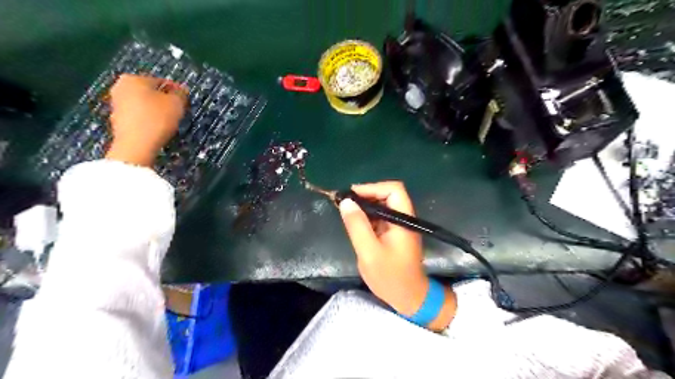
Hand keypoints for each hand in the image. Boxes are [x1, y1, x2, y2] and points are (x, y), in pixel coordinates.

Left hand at [107, 74, 187, 165]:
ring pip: (144, 103)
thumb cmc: (157, 119)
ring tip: (169, 121)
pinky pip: (138, 115)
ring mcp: (116, 103)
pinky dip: (148, 119)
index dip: (176, 92)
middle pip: (150, 92)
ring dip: (156, 110)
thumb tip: (182, 89)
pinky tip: (157, 128)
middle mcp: (120, 86)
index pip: (162, 81)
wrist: (136, 145)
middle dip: (164, 100)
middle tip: (178, 111)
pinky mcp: (117, 119)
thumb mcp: (176, 104)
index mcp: (133, 78)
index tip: (185, 102)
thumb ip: (181, 94)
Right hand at [341, 183, 455, 329]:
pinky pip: (380, 217)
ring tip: (346, 211)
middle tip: (345, 203)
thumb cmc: (390, 276)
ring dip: (365, 206)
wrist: (408, 298)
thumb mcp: (369, 252)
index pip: (393, 190)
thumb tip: (345, 202)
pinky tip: (354, 223)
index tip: (352, 195)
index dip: (372, 187)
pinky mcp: (393, 234)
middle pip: (387, 195)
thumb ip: (357, 226)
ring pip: (382, 205)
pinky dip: (367, 216)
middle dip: (366, 195)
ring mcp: (399, 226)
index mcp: (403, 220)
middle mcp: (403, 218)